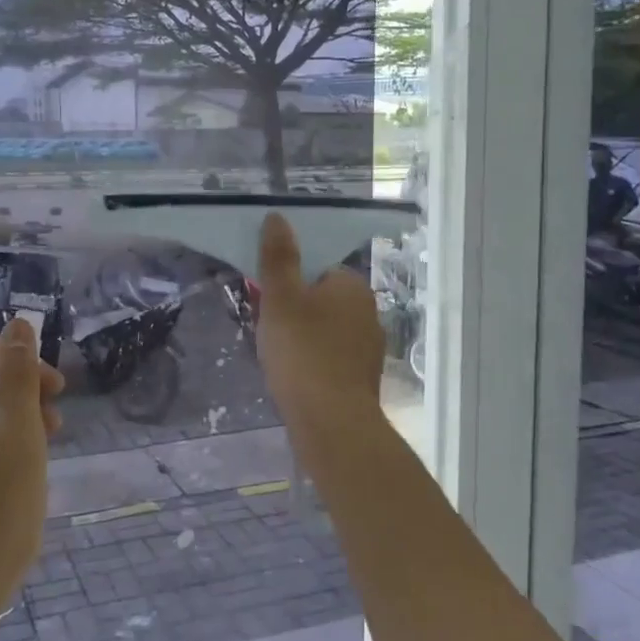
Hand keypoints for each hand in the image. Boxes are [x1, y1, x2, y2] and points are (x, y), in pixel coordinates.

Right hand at [255, 212, 386, 449]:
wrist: (332, 423)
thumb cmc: (303, 353)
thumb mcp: (280, 299)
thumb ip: (279, 258)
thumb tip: (277, 217)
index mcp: (352, 286)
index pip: (319, 269)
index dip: (291, 282)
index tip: (270, 301)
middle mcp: (369, 311)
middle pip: (323, 299)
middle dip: (297, 310)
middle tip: (269, 329)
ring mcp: (370, 347)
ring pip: (328, 330)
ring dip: (306, 338)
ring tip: (279, 356)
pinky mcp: (364, 378)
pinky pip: (333, 358)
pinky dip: (315, 363)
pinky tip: (296, 378)